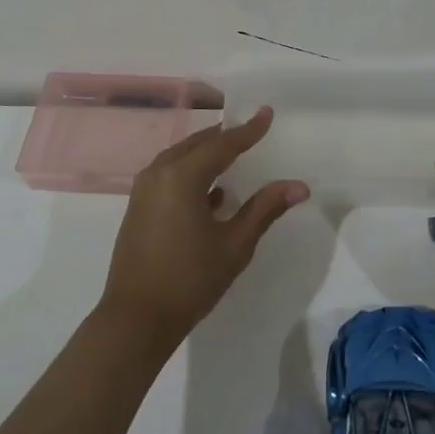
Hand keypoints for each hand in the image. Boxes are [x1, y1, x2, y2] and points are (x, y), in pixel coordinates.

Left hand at [98, 107, 309, 352]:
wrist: (135, 320)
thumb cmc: (190, 280)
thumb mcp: (235, 245)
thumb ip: (265, 209)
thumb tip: (299, 186)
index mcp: (182, 176)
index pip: (223, 144)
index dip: (248, 130)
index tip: (267, 113)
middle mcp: (159, 172)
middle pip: (199, 144)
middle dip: (226, 137)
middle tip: (252, 130)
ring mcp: (144, 189)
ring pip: (181, 157)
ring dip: (207, 154)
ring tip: (234, 155)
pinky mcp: (139, 206)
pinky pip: (169, 174)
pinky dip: (192, 172)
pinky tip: (212, 192)